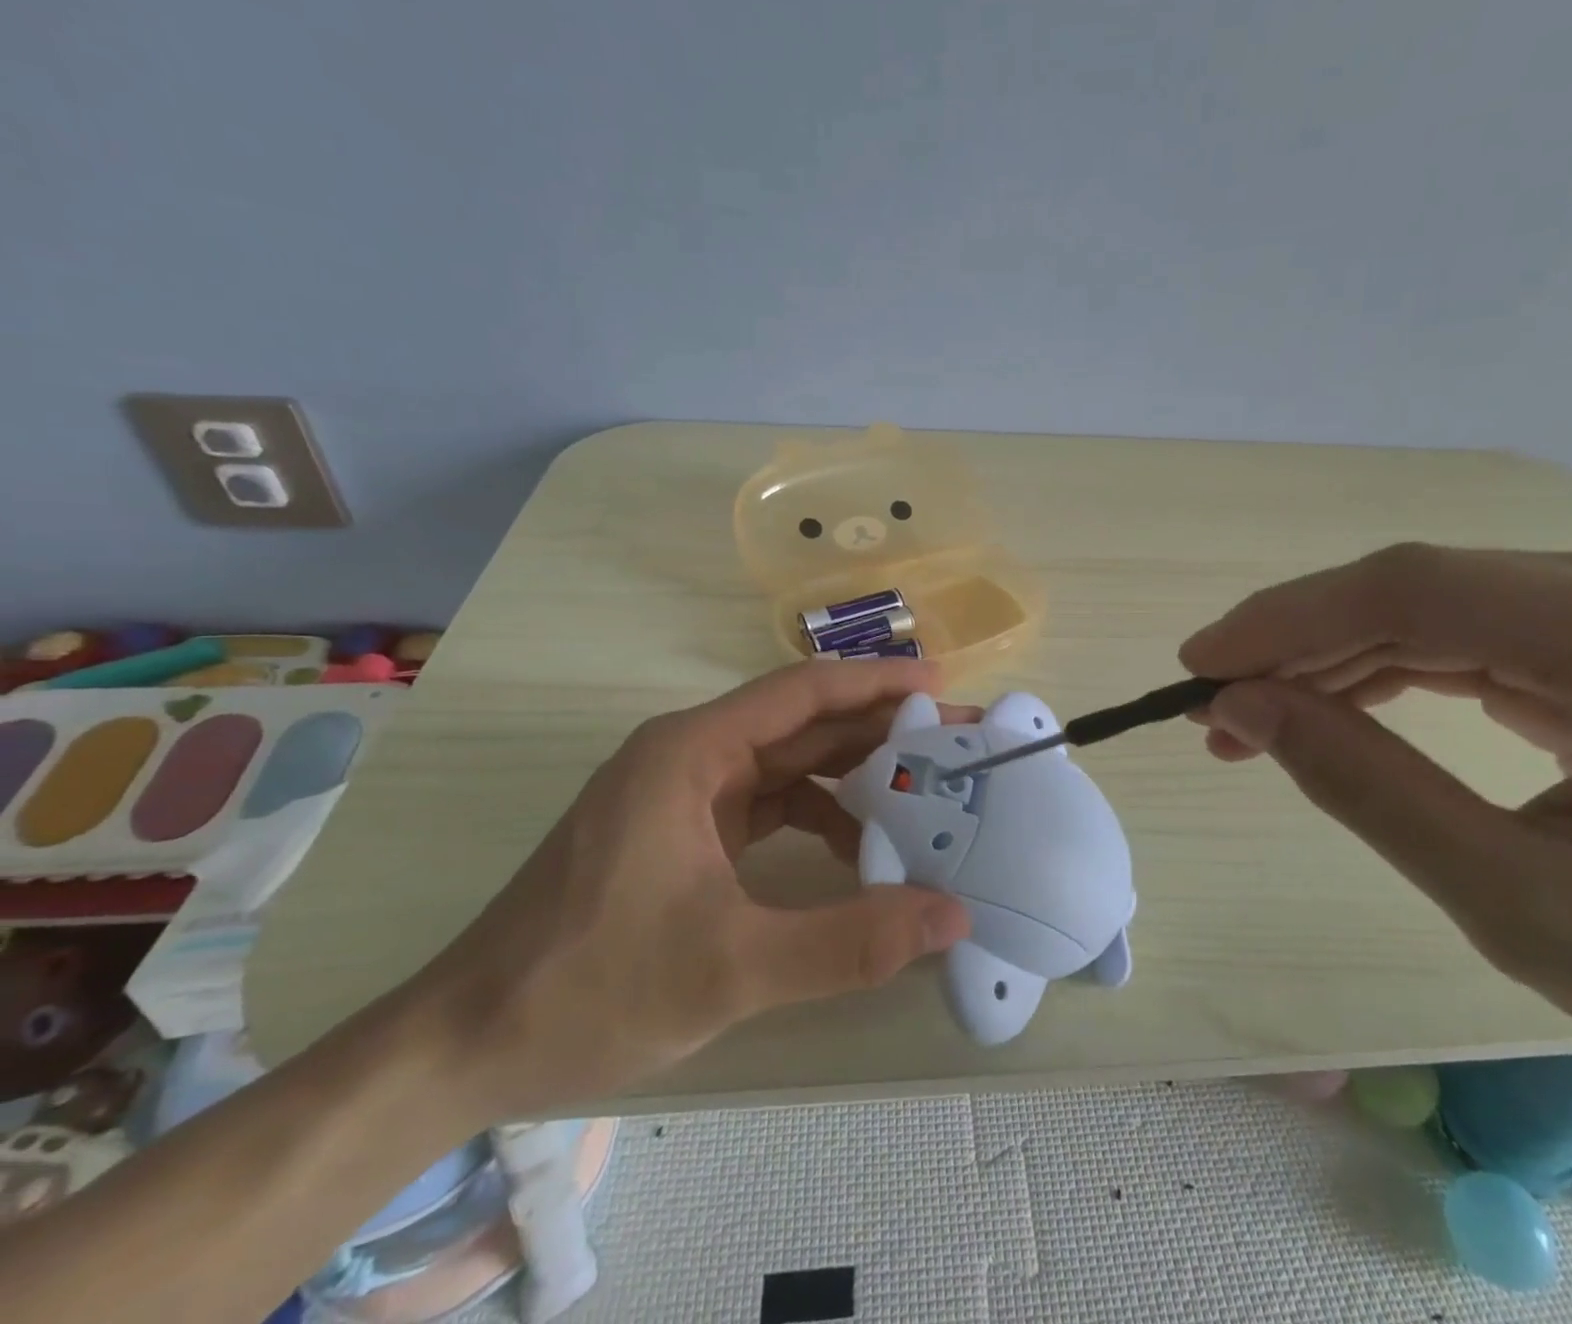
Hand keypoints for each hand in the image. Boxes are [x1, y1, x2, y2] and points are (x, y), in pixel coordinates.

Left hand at [412, 660, 972, 1120]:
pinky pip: (766, 803)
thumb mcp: (730, 968)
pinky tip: (855, 849)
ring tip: (918, 796)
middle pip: (799, 723)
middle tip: (948, 743)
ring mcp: (682, 793)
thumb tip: (951, 915)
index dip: (875, 682)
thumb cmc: (589, 987)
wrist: (465, 1043)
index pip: (801, 692)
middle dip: (875, 729)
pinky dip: (816, 816)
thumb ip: (847, 943)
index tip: (940, 688)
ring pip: (785, 763)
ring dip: (849, 776)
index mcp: (690, 752)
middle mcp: (688, 755)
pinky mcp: (681, 830)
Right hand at [1181, 542, 1571, 1148]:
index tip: (1196, 666)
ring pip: (1444, 603)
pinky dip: (1394, 665)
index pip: (1419, 593)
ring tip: (1257, 716)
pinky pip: (1482, 627)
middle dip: (1300, 645)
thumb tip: (1244, 707)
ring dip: (1337, 656)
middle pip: (1426, 588)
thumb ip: (1369, 790)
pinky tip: (1337, 702)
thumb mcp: (1530, 908)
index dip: (1286, 621)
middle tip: (1216, 709)